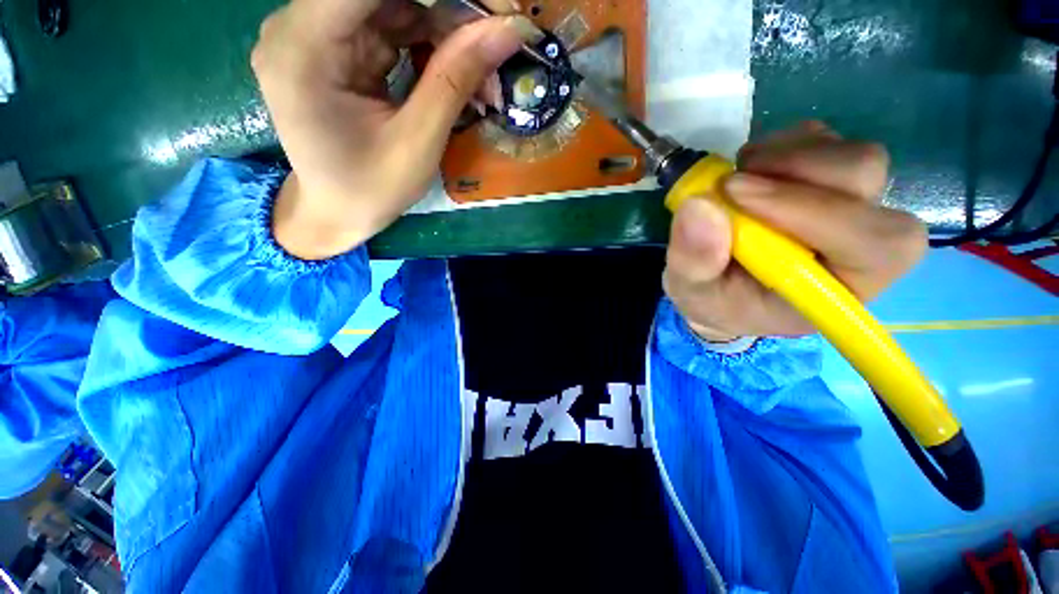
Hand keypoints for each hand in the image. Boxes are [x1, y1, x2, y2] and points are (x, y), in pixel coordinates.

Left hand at [252, 0, 536, 258]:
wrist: (336, 213)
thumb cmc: (370, 189)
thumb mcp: (418, 142)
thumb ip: (456, 80)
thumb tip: (508, 31)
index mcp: (304, 47)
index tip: (488, 12)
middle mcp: (300, 27)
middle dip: (448, 17)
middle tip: (494, 48)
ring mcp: (317, 36)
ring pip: (394, 8)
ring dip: (445, 36)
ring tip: (482, 76)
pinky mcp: (336, 50)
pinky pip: (390, 29)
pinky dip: (429, 48)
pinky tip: (456, 74)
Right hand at [663, 121, 927, 342]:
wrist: (724, 286)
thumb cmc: (716, 300)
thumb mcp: (692, 292)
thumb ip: (694, 262)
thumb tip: (699, 207)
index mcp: (841, 287)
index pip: (869, 241)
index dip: (811, 209)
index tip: (734, 194)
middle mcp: (863, 242)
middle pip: (866, 180)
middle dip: (795, 171)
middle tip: (731, 185)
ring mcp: (854, 204)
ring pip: (850, 154)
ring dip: (784, 156)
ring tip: (736, 181)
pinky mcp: (832, 177)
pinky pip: (826, 140)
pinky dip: (782, 145)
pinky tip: (752, 172)